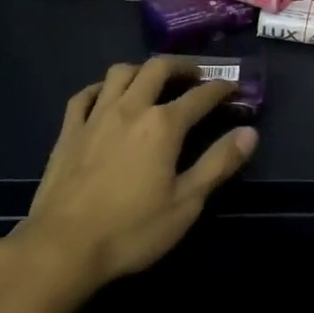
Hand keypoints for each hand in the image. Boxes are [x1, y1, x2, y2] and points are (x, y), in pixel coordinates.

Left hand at [11, 58, 256, 297]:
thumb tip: (250, 132)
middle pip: (157, 69)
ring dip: (142, 70)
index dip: (221, 88)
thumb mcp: (186, 203)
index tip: (233, 87)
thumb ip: (218, 164)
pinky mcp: (69, 130)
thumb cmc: (132, 230)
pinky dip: (101, 88)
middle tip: (195, 75)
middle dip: (181, 66)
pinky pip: (85, 94)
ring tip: (153, 81)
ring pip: (120, 73)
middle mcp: (130, 108)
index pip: (200, 96)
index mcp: (163, 125)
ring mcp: (96, 116)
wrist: (63, 246)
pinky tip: (105, 96)